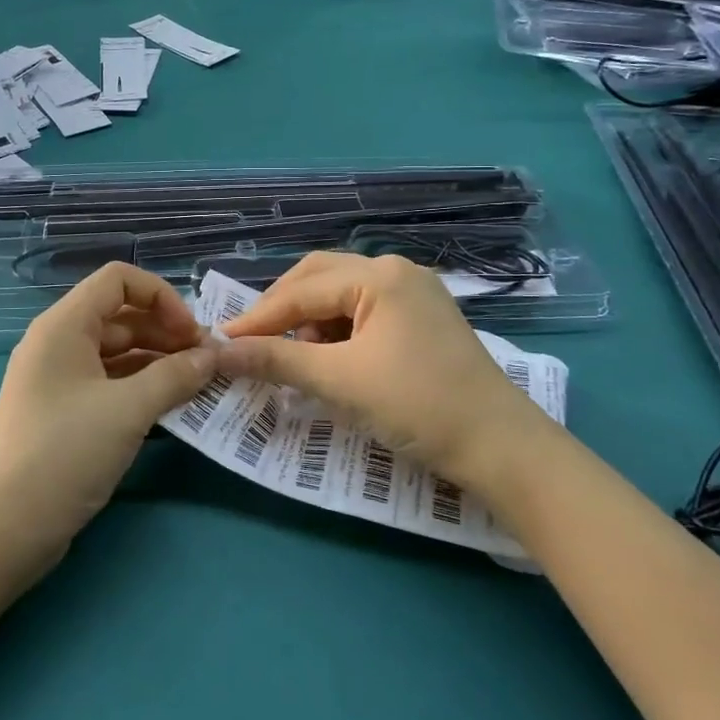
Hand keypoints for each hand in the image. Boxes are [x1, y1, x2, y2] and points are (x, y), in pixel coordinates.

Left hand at [0, 263, 216, 554]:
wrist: (3, 529)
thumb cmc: (63, 453)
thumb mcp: (128, 410)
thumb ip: (175, 376)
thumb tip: (213, 355)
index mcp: (64, 326)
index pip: (118, 280)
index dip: (161, 297)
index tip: (192, 334)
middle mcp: (59, 343)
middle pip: (121, 316)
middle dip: (166, 332)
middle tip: (207, 363)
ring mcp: (59, 380)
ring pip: (118, 353)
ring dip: (158, 362)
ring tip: (198, 384)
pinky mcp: (64, 413)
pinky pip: (109, 384)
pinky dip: (141, 389)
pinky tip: (172, 407)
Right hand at [214, 253, 558, 488]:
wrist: (501, 447)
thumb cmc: (417, 405)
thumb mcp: (340, 382)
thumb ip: (277, 361)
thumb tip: (218, 352)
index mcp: (380, 275)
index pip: (301, 290)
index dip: (258, 318)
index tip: (221, 343)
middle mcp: (397, 272)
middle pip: (320, 278)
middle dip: (283, 310)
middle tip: (253, 343)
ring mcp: (415, 294)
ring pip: (342, 295)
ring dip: (311, 322)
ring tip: (295, 360)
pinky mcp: (423, 319)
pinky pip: (365, 313)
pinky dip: (338, 333)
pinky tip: (331, 361)